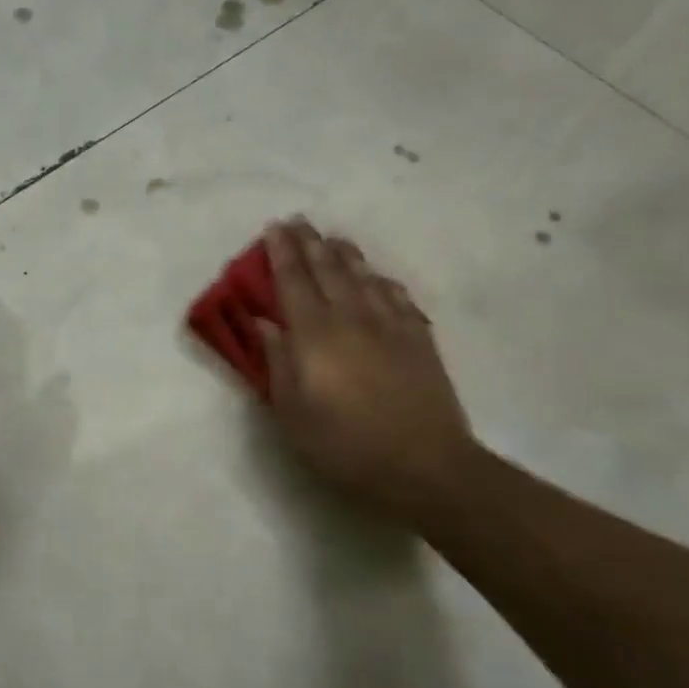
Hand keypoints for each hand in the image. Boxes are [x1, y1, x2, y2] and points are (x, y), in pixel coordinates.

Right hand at [257, 218, 477, 524]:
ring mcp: (391, 326)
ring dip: (346, 255)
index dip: (282, 253)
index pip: (294, 282)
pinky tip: (378, 279)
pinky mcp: (419, 340)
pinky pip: (397, 298)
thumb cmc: (345, 445)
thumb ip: (277, 363)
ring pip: (365, 278)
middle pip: (329, 271)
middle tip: (299, 222)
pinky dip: (382, 282)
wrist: (424, 465)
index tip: (274, 228)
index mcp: (316, 336)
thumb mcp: (293, 413)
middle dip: (311, 244)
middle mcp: (352, 319)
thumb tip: (264, 323)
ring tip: (335, 239)